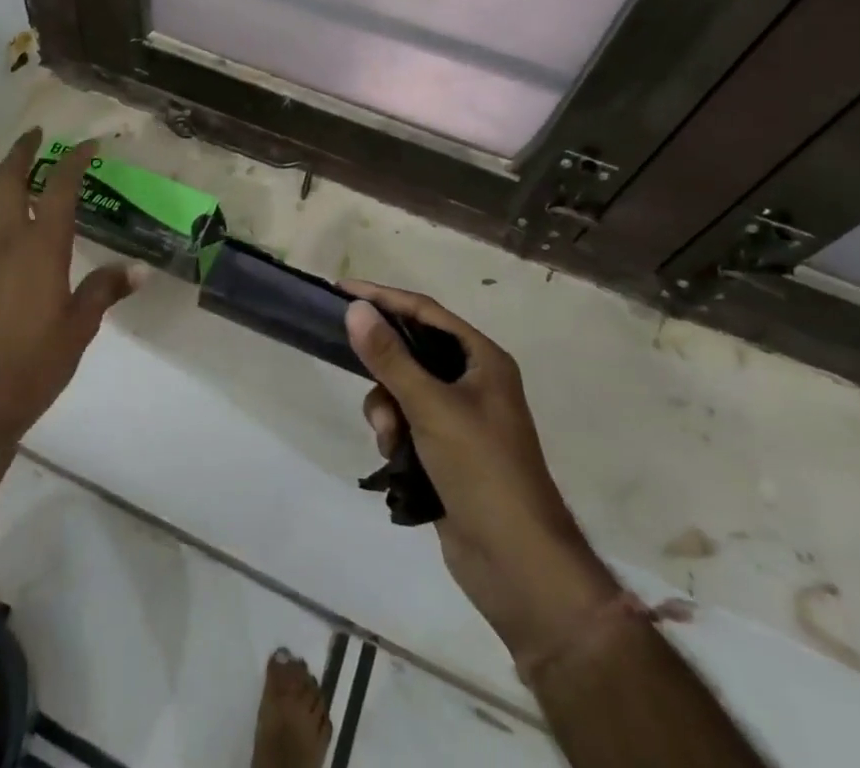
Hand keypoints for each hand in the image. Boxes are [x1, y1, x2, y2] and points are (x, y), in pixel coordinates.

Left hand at [0, 130, 136, 435]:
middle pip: (9, 181)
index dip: (73, 161)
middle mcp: (8, 243)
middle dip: (21, 152)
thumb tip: (140, 270)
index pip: (59, 189)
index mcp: (42, 248)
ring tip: (11, 166)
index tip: (88, 144)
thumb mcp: (83, 325)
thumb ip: (106, 289)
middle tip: (34, 135)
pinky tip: (1, 229)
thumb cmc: (40, 360)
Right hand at [343, 281, 618, 665]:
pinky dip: (394, 434)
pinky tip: (395, 459)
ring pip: (402, 390)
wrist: (518, 567)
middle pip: (411, 351)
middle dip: (383, 368)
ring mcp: (460, 419)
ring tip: (389, 439)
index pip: (424, 311)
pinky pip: (406, 423)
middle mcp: (473, 381)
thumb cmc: (482, 471)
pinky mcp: (446, 452)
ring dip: (386, 409)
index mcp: (482, 359)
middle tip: (354, 368)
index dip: (383, 298)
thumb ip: (390, 357)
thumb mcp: (431, 407)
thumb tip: (355, 309)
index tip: (341, 291)